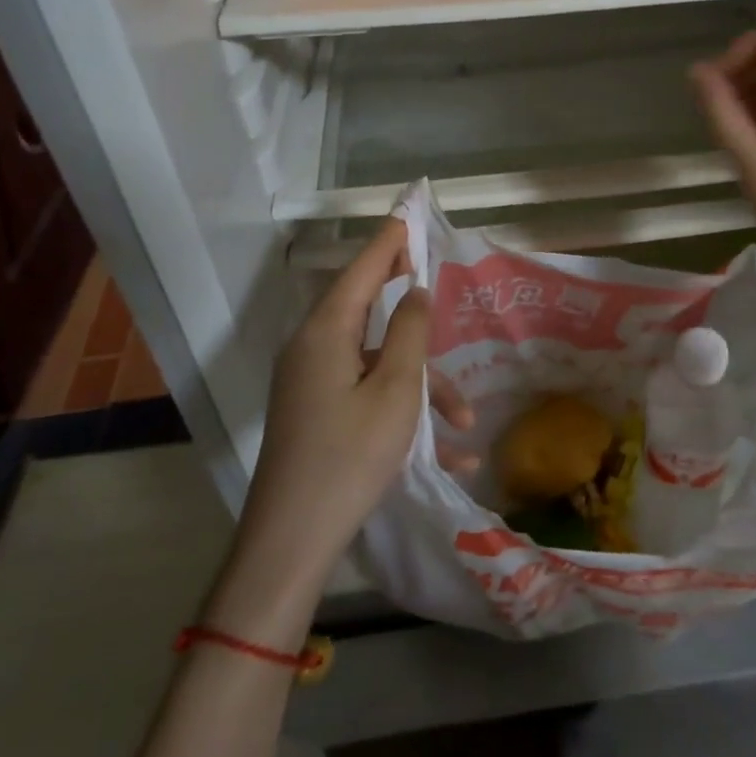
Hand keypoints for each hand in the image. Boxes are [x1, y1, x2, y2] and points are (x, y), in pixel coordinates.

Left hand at [237, 219, 430, 582]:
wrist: (291, 543)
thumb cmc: (349, 456)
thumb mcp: (395, 391)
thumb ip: (410, 332)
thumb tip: (416, 291)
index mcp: (326, 330)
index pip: (363, 267)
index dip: (390, 240)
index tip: (410, 214)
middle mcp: (314, 347)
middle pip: (370, 310)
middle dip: (415, 316)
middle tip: (441, 290)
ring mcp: (312, 382)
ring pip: (377, 361)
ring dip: (421, 385)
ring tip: (464, 423)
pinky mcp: (317, 413)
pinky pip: (366, 394)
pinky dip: (402, 411)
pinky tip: (446, 453)